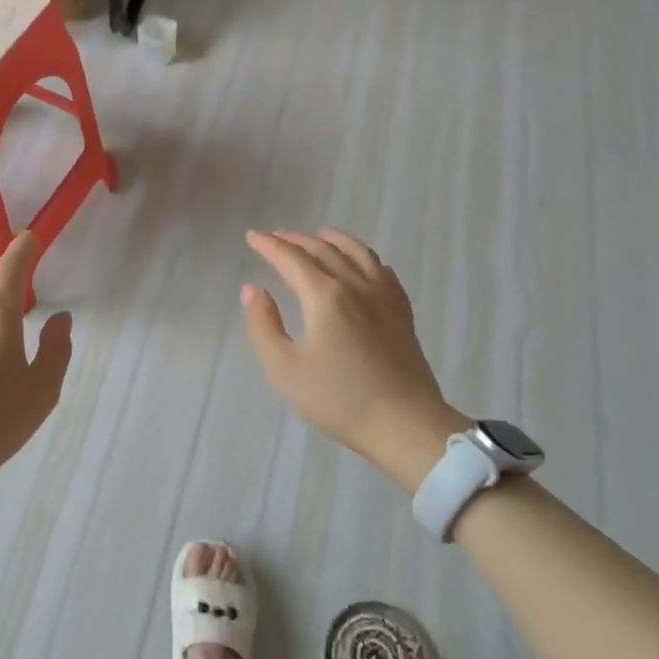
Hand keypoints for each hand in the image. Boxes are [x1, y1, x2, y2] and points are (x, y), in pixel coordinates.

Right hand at [242, 229, 467, 493]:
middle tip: (276, 237)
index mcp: (325, 296)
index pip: (292, 259)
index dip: (269, 245)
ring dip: (334, 239)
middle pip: (324, 250)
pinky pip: (382, 271)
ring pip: (358, 253)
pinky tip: (364, 264)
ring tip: (322, 234)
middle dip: (296, 240)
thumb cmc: (339, 399)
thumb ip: (263, 325)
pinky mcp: (402, 313)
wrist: (405, 425)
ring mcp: (384, 297)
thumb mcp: (285, 369)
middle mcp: (355, 286)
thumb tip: (253, 289)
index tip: (252, 236)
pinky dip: (366, 258)